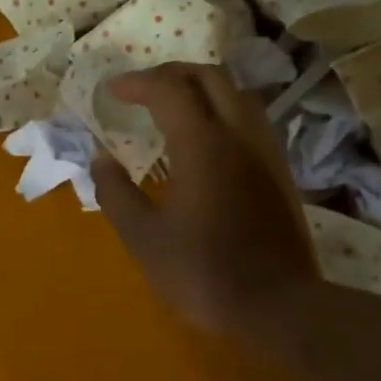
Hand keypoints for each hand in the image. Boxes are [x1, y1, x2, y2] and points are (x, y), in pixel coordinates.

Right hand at [93, 62, 316, 337]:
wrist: (278, 306)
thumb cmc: (202, 272)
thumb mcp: (143, 237)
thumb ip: (116, 193)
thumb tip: (100, 159)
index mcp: (202, 144)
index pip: (168, 89)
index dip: (137, 82)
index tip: (112, 91)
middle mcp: (238, 134)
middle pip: (208, 77)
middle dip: (171, 74)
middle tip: (142, 90)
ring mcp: (265, 150)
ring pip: (237, 93)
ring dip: (202, 87)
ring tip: (175, 105)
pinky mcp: (280, 170)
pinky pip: (251, 117)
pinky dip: (224, 109)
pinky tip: (210, 136)